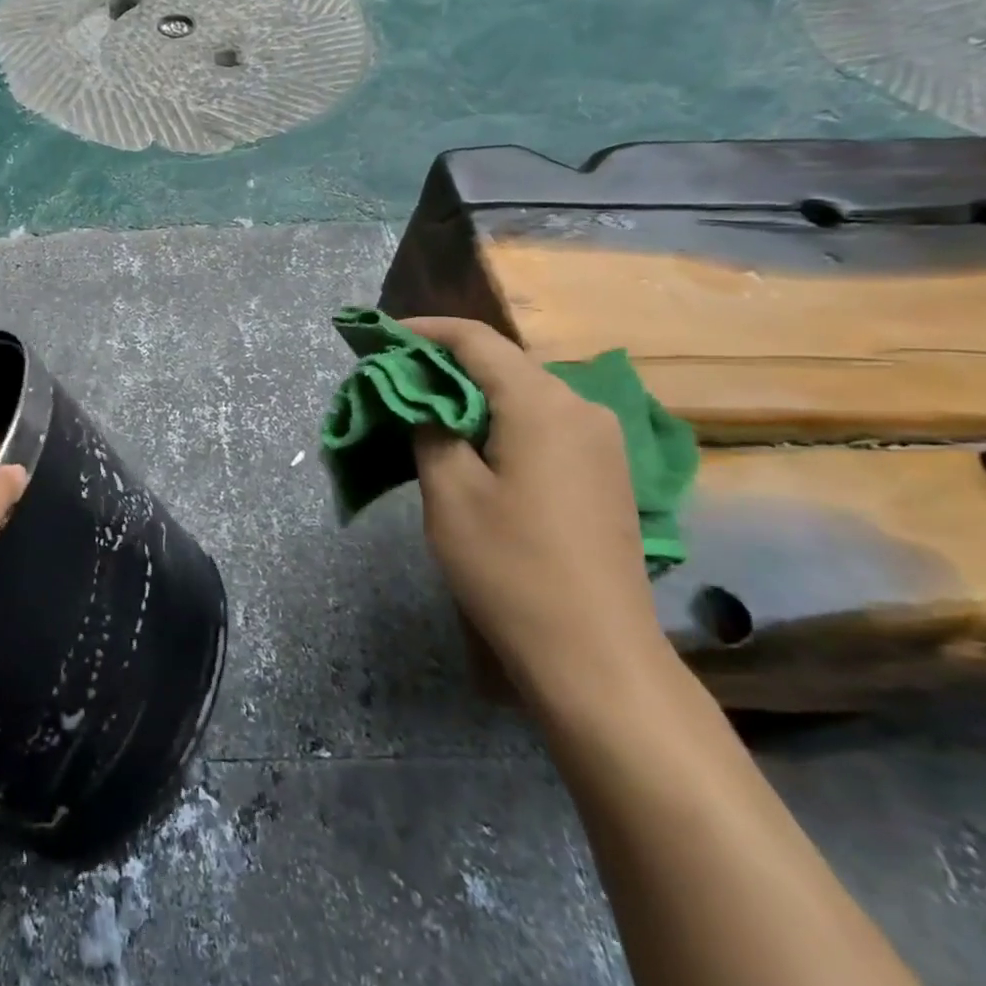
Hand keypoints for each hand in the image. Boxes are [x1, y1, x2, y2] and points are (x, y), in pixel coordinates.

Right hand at [399, 317, 671, 708]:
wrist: (596, 654)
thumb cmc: (511, 568)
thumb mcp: (450, 494)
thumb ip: (429, 430)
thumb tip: (420, 399)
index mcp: (542, 404)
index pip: (477, 340)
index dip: (424, 331)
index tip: (380, 337)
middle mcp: (581, 408)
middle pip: (503, 363)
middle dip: (443, 365)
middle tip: (392, 381)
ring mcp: (601, 441)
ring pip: (523, 394)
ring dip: (471, 395)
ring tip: (422, 412)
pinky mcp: (605, 471)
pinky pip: (543, 423)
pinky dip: (499, 420)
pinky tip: (471, 445)